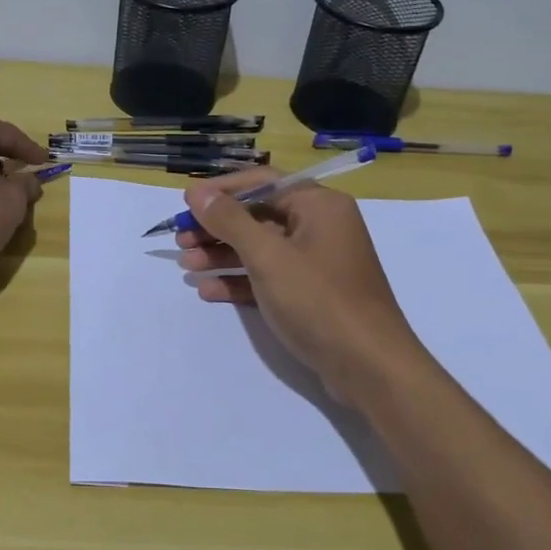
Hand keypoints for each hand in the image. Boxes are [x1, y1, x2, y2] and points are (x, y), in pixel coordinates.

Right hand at [176, 167, 425, 398]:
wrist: (370, 368)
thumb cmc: (319, 300)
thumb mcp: (268, 257)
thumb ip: (230, 221)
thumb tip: (197, 192)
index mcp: (319, 206)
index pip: (263, 182)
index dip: (222, 190)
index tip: (187, 203)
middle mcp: (320, 226)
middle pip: (259, 215)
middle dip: (217, 227)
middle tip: (180, 240)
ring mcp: (317, 262)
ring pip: (261, 248)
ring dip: (223, 255)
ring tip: (186, 265)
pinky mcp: (312, 294)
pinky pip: (269, 277)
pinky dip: (240, 281)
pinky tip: (209, 290)